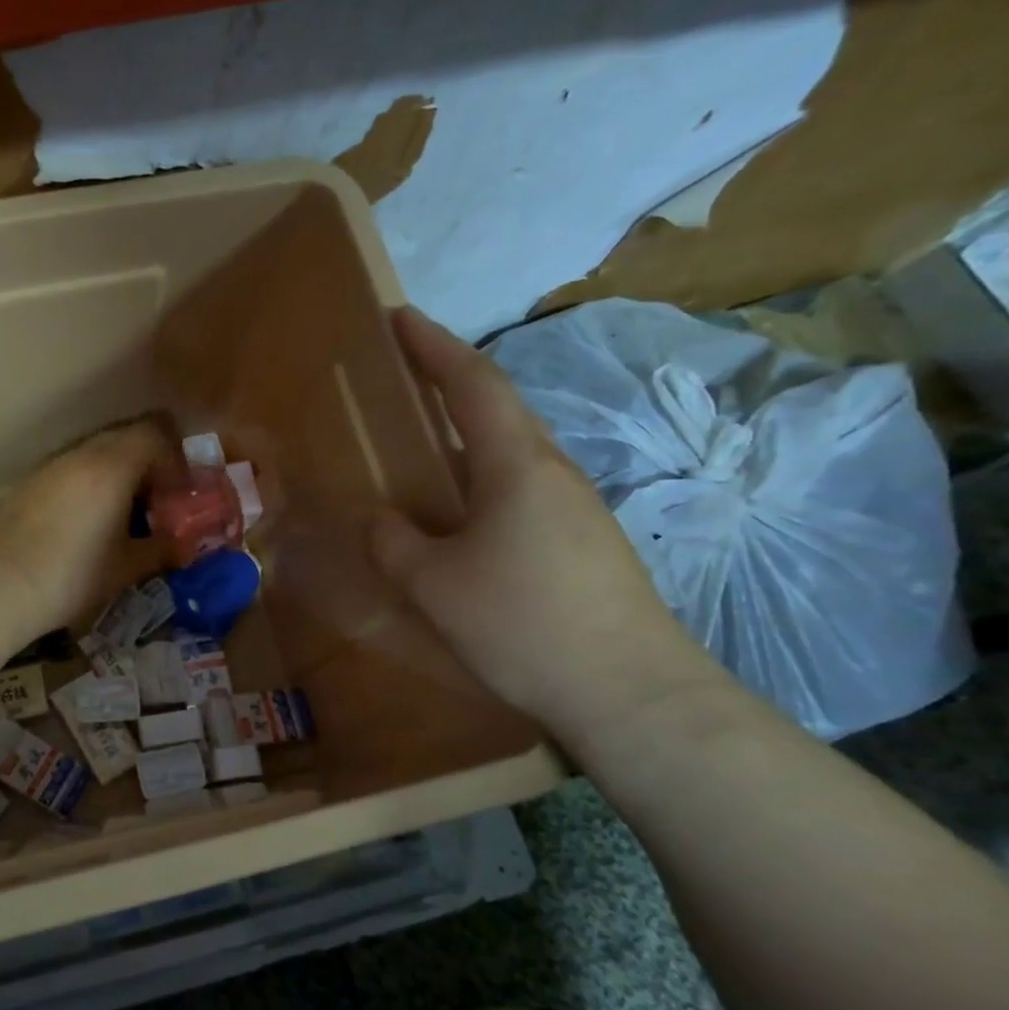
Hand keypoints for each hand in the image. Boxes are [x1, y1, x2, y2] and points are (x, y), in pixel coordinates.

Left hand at [0, 420, 172, 634]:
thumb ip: (161, 550)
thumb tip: (184, 547)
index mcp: (113, 466)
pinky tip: (86, 520)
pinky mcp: (29, 483)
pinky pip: (71, 469)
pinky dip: (89, 483)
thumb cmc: (74, 574)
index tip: (179, 492)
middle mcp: (81, 455)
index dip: (174, 457)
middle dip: (147, 463)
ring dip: (116, 472)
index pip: (154, 434)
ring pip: (95, 452)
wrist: (0, 585)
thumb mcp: (126, 566)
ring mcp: (51, 466)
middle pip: (124, 437)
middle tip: (156, 501)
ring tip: (122, 512)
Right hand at [369, 307, 721, 741]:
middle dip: (450, 380)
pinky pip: (522, 488)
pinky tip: (463, 512)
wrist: (629, 692)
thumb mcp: (434, 584)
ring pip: (512, 450)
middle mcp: (553, 471)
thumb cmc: (522, 624)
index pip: (472, 384)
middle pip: (498, 408)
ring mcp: (576, 507)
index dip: (432, 346)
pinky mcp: (584, 541)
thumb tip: (379, 517)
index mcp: (516, 465)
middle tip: (406, 372)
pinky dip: (483, 476)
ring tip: (426, 442)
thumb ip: (394, 542)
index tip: (399, 317)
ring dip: (467, 431)